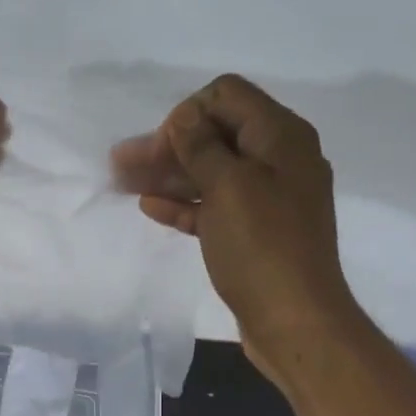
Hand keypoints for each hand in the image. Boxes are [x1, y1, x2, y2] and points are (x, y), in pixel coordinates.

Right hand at [112, 74, 356, 389]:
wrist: (294, 319)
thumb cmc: (261, 248)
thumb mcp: (229, 187)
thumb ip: (201, 147)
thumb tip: (183, 116)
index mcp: (281, 136)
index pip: (226, 97)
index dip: (187, 114)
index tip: (159, 149)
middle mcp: (278, 159)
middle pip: (215, 135)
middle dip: (168, 146)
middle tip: (121, 163)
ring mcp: (267, 199)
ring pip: (211, 174)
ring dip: (168, 175)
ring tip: (124, 183)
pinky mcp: (254, 233)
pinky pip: (215, 207)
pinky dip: (185, 204)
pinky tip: (151, 207)